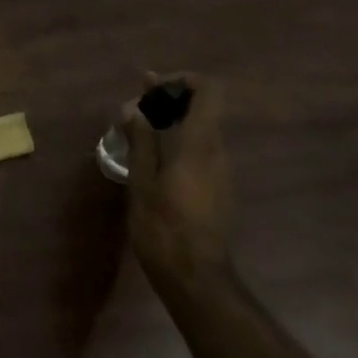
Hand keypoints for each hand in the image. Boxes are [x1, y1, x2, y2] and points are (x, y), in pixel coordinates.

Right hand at [121, 72, 231, 287]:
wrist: (196, 277)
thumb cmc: (163, 226)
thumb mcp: (142, 181)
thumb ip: (141, 140)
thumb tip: (134, 108)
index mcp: (200, 143)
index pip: (209, 90)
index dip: (182, 80)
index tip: (152, 90)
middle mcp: (219, 151)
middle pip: (204, 108)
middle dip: (169, 102)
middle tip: (134, 112)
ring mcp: (223, 171)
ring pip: (202, 130)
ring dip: (172, 124)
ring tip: (137, 136)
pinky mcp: (220, 189)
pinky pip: (202, 151)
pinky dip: (179, 144)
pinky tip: (153, 163)